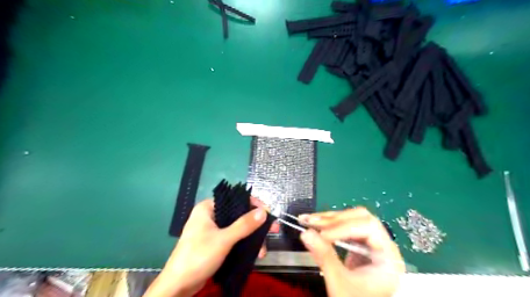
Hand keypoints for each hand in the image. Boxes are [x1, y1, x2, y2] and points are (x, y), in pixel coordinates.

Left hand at [142, 197, 266, 296]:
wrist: (178, 286)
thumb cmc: (198, 256)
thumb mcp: (224, 239)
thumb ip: (244, 225)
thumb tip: (264, 212)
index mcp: (207, 208)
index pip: (234, 199)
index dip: (253, 204)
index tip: (268, 213)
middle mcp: (210, 216)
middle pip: (238, 214)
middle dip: (256, 224)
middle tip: (273, 230)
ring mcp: (211, 230)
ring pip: (237, 227)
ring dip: (251, 237)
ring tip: (263, 250)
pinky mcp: (214, 243)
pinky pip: (233, 238)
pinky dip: (244, 243)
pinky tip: (255, 252)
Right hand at [298, 208, 406, 295]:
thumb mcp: (340, 284)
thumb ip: (325, 257)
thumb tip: (306, 233)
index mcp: (388, 257)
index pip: (369, 227)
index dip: (344, 227)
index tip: (321, 235)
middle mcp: (383, 245)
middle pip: (361, 218)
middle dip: (334, 219)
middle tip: (311, 222)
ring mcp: (372, 243)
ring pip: (351, 219)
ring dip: (329, 219)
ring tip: (307, 220)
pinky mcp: (360, 244)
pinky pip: (345, 227)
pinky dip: (329, 225)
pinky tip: (315, 226)